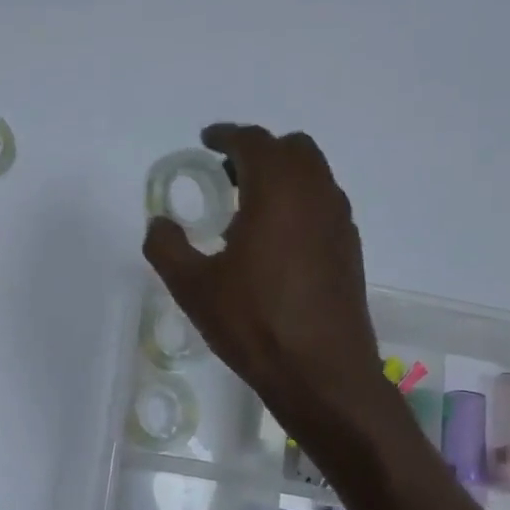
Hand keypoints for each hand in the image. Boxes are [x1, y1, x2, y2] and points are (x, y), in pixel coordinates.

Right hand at [144, 125, 402, 454]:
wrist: (321, 373)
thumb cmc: (252, 323)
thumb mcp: (192, 287)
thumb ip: (167, 247)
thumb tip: (159, 223)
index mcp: (277, 194)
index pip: (255, 143)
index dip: (228, 135)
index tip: (207, 140)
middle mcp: (316, 196)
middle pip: (293, 149)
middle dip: (259, 151)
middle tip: (226, 172)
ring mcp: (339, 223)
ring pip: (314, 176)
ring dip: (282, 176)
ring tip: (246, 207)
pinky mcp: (349, 250)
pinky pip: (323, 204)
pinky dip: (298, 202)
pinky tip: (273, 241)